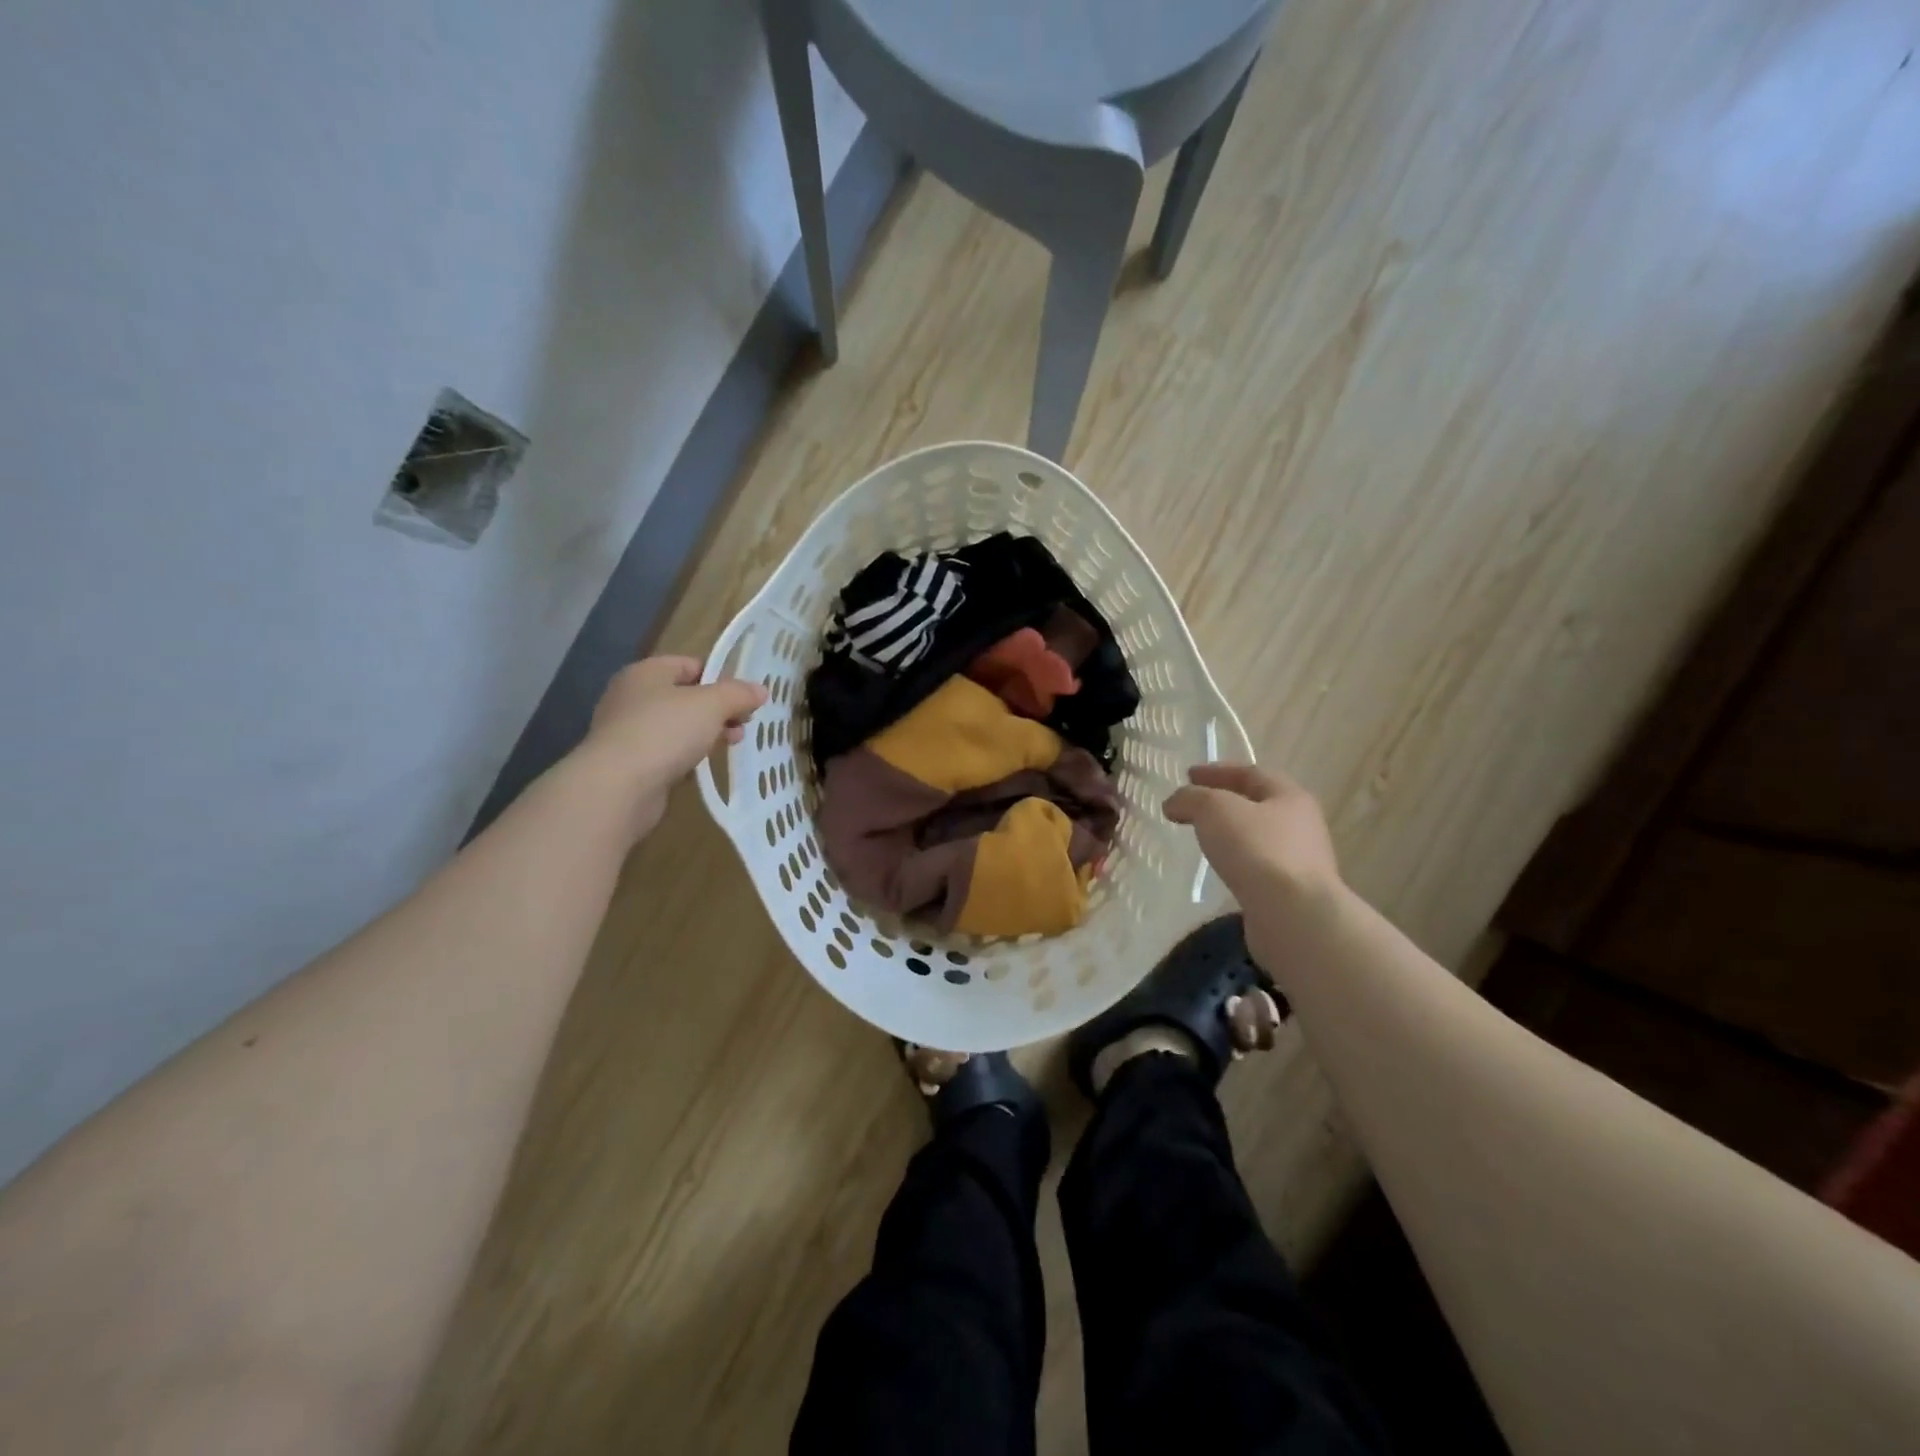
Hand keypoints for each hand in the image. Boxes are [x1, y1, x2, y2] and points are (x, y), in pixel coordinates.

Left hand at [579, 655, 766, 838]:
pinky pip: (666, 751)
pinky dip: (687, 754)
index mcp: (646, 673)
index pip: (689, 664)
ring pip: (677, 725)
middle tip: (744, 723)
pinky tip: (703, 764)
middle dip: (718, 709)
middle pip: (684, 695)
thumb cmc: (665, 731)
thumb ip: (738, 694)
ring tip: (732, 744)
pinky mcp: (629, 763)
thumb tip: (760, 690)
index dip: (720, 676)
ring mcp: (627, 731)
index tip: (745, 697)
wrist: (618, 786)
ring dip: (706, 732)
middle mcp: (631, 697)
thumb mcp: (711, 704)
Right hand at [1164, 763, 1341, 908]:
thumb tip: (1174, 802)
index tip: (1187, 775)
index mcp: (1290, 796)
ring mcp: (1300, 862)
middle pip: (1258, 805)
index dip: (1217, 771)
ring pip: (1258, 838)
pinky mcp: (1291, 893)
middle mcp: (1301, 825)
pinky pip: (1258, 867)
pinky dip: (1237, 861)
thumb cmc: (1257, 850)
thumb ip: (1191, 798)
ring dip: (1231, 834)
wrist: (1292, 915)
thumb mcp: (1214, 809)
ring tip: (1203, 838)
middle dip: (1224, 802)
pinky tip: (1220, 869)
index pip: (1250, 773)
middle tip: (1193, 806)